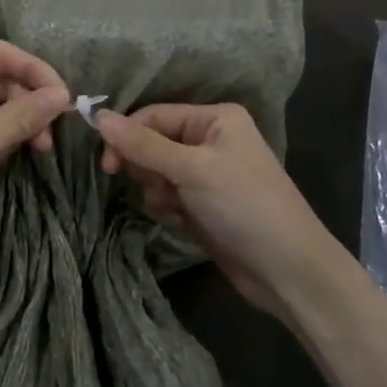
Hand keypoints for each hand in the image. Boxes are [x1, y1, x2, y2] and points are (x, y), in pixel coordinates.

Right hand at [97, 103, 327, 322]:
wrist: (287, 271)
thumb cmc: (243, 206)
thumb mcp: (191, 170)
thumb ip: (142, 144)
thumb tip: (98, 116)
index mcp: (214, 118)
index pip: (153, 116)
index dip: (127, 137)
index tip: (108, 167)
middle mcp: (210, 139)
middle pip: (152, 144)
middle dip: (147, 169)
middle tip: (158, 190)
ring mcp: (207, 173)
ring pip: (156, 173)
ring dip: (158, 193)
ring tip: (178, 210)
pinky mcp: (204, 203)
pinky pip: (168, 197)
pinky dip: (169, 209)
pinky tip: (184, 223)